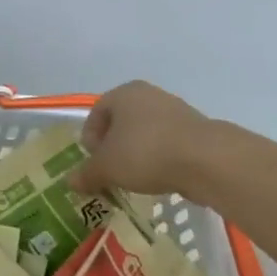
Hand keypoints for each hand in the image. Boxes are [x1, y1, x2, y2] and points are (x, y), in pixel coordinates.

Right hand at [70, 81, 211, 197]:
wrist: (205, 159)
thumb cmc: (145, 153)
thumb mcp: (107, 167)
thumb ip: (87, 174)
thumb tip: (70, 182)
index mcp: (124, 93)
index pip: (96, 112)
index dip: (90, 138)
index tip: (94, 162)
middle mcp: (149, 94)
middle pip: (121, 121)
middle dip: (113, 146)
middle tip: (111, 170)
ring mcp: (175, 109)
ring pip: (145, 132)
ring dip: (136, 152)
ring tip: (136, 178)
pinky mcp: (195, 129)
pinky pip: (167, 142)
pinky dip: (159, 157)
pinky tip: (160, 177)